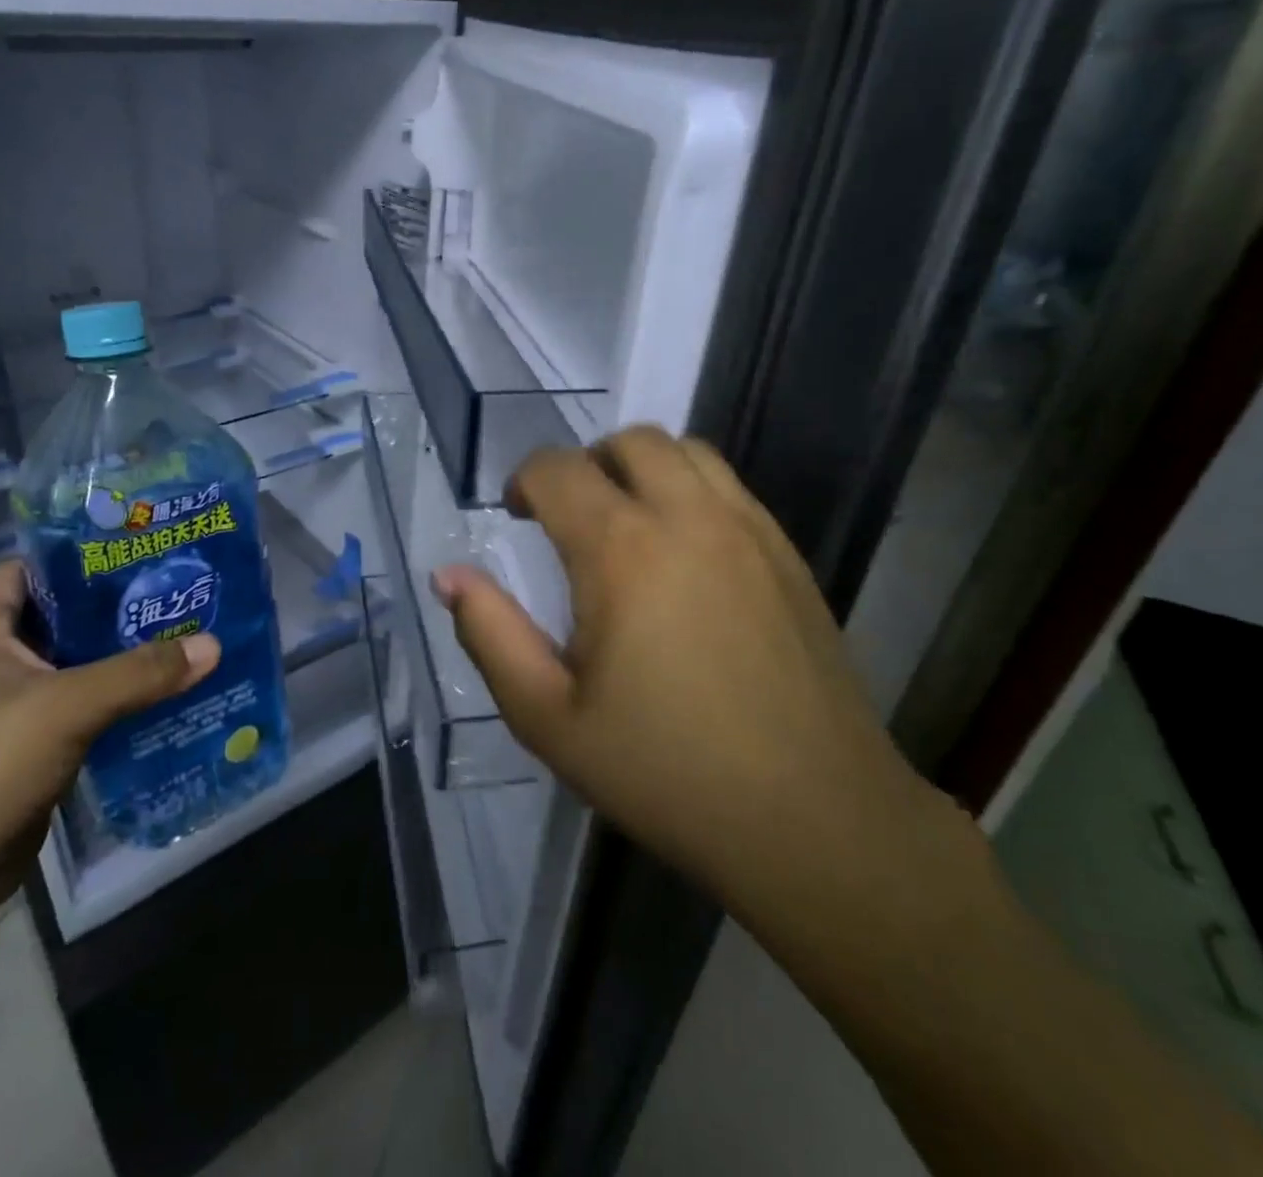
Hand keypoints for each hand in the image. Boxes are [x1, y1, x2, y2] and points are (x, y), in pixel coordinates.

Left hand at [0, 561, 218, 915]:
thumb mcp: (64, 708)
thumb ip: (140, 673)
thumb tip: (214, 644)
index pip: (28, 569)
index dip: (77, 553)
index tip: (138, 548)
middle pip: (64, 617)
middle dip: (118, 606)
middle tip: (180, 591)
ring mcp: (13, 708)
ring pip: (79, 665)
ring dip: (125, 656)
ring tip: (187, 635)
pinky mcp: (33, 748)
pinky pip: (85, 709)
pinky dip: (121, 700)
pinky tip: (168, 694)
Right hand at [433, 426, 954, 927]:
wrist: (815, 821)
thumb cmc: (665, 772)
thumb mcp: (548, 717)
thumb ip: (489, 634)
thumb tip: (447, 575)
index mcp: (621, 551)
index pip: (558, 469)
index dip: (524, 482)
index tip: (516, 518)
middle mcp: (689, 518)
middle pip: (630, 441)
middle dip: (586, 464)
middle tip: (570, 520)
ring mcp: (751, 531)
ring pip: (689, 452)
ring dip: (643, 468)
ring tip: (627, 526)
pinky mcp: (789, 556)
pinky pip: (731, 488)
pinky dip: (692, 492)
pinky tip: (685, 556)